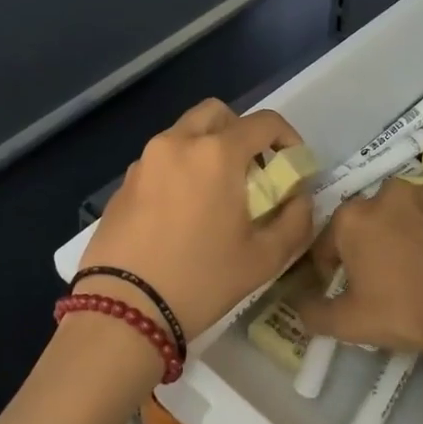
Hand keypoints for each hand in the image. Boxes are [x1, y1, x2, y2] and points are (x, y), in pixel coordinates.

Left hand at [78, 99, 314, 339]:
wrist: (124, 309)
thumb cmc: (201, 280)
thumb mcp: (264, 259)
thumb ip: (295, 220)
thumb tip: (299, 198)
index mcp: (216, 153)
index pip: (264, 122)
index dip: (288, 137)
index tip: (293, 165)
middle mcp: (177, 143)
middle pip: (217, 113)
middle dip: (241, 132)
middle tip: (252, 171)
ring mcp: (144, 160)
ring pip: (184, 133)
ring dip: (207, 148)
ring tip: (216, 195)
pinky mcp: (123, 183)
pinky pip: (160, 160)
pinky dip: (179, 170)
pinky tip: (182, 214)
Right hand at [297, 178, 422, 352]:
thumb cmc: (407, 311)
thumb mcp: (350, 324)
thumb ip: (315, 313)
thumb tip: (298, 306)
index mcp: (353, 218)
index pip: (330, 242)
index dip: (335, 268)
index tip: (351, 290)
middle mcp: (389, 192)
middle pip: (375, 219)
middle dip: (379, 242)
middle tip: (396, 277)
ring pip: (418, 209)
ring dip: (419, 228)